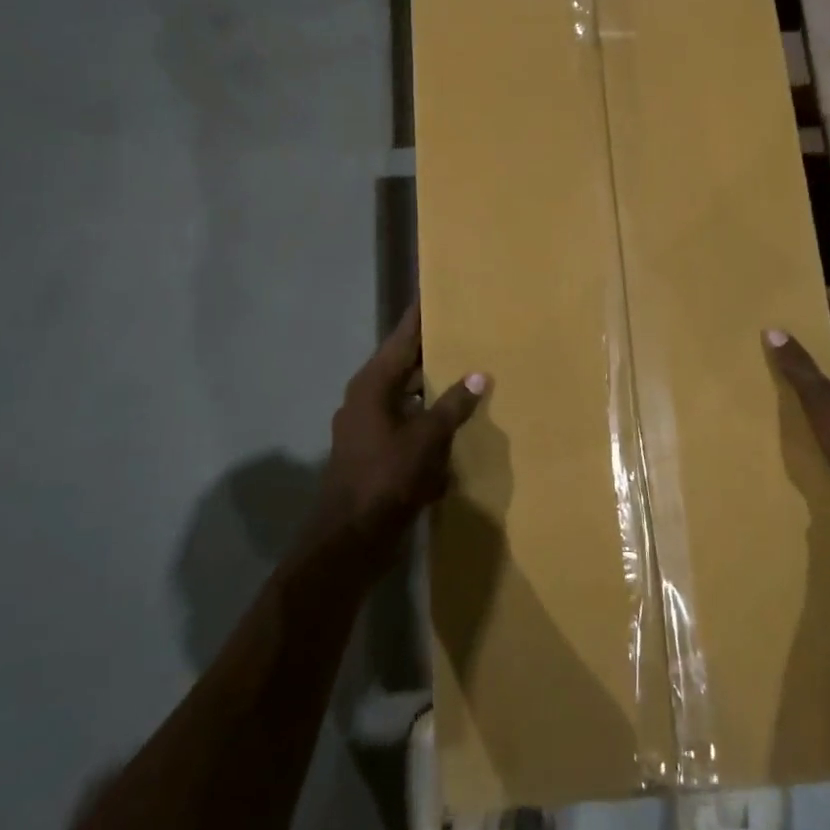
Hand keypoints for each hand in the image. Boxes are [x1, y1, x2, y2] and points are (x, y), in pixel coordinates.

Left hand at [318, 304, 486, 560]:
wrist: (351, 539)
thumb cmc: (386, 478)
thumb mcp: (426, 438)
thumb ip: (453, 404)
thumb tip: (478, 374)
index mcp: (373, 385)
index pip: (403, 338)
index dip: (421, 315)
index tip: (437, 291)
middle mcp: (367, 399)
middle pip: (405, 365)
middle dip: (434, 351)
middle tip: (468, 331)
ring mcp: (369, 428)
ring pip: (407, 397)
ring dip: (434, 389)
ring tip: (470, 372)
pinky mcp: (376, 453)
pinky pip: (408, 425)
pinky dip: (429, 421)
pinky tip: (456, 423)